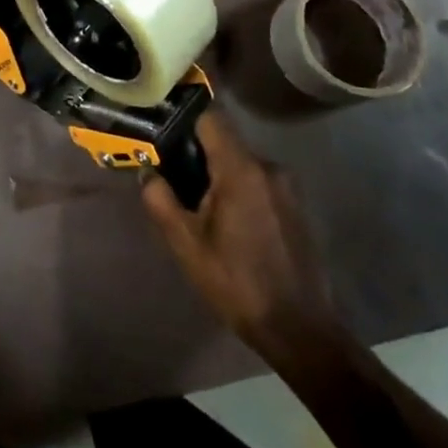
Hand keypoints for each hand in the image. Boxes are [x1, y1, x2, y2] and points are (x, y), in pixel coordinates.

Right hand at [141, 112, 342, 363]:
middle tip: (172, 178)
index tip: (161, 128)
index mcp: (241, 169)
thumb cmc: (236, 283)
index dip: (183, 117)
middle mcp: (268, 167)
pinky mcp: (295, 207)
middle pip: (224, 141)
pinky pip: (257, 182)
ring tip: (198, 207)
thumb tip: (148, 172)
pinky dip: (238, 190)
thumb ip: (160, 199)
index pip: (210, 117)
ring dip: (217, 175)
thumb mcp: (186, 244)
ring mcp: (286, 187)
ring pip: (240, 163)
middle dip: (196, 154)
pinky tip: (227, 224)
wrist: (299, 330)